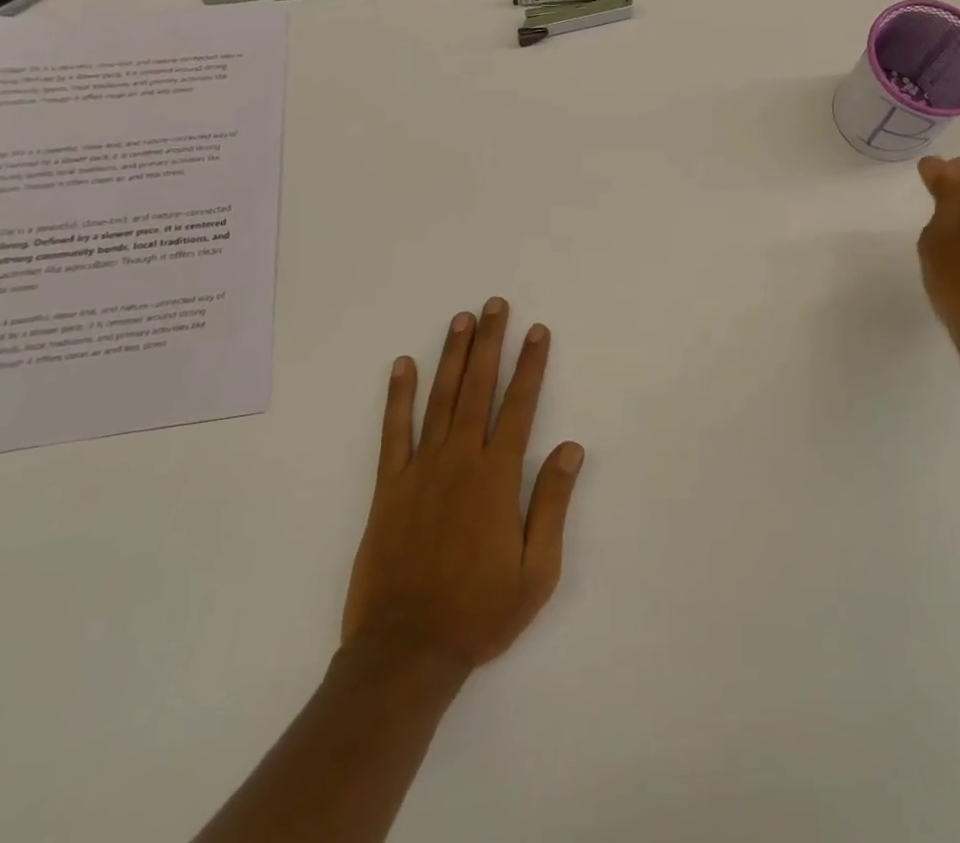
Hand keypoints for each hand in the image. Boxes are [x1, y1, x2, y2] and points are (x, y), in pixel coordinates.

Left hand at [342, 298, 585, 675]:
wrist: (405, 653)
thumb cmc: (479, 613)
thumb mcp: (537, 572)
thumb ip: (552, 504)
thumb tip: (571, 448)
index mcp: (497, 478)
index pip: (519, 406)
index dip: (530, 366)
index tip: (537, 332)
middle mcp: (460, 461)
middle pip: (478, 389)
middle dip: (489, 343)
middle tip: (494, 305)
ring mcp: (420, 470)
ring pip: (439, 399)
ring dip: (452, 356)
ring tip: (461, 319)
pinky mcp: (389, 487)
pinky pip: (393, 432)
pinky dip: (398, 396)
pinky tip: (403, 365)